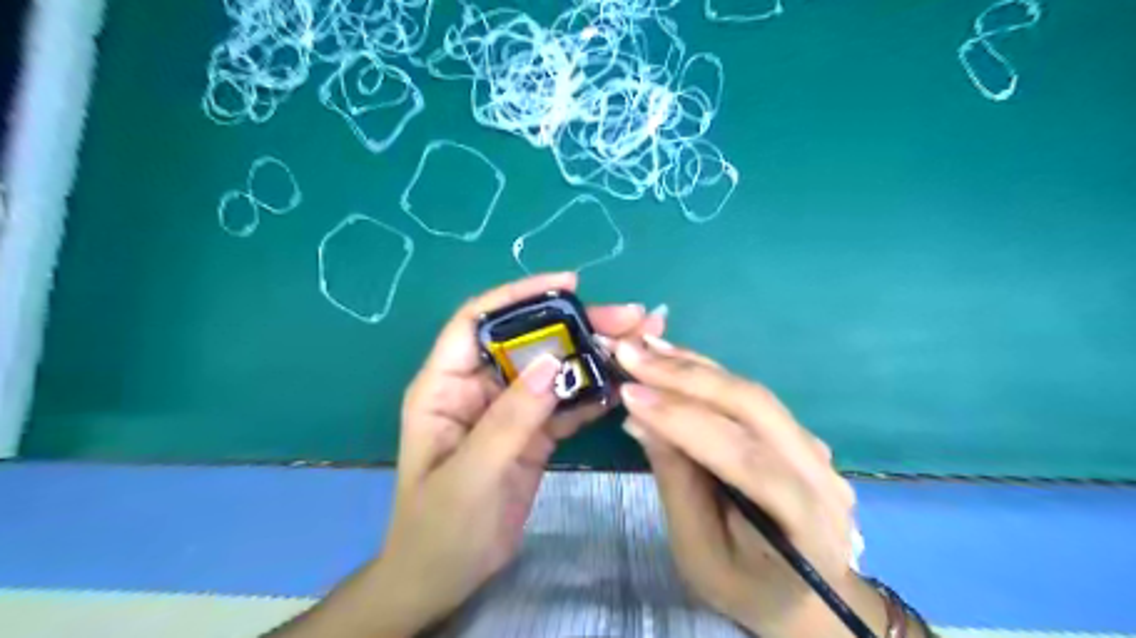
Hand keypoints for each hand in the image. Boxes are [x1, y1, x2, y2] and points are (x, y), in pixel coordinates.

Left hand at [376, 271, 668, 634]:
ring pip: (553, 370)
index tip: (568, 285)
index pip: (479, 321)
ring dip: (593, 356)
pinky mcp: (532, 433)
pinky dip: (592, 394)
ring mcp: (509, 410)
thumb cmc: (439, 528)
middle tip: (630, 317)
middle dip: (576, 325)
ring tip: (640, 343)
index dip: (520, 295)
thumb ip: (510, 418)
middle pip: (529, 341)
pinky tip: (623, 385)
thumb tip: (553, 360)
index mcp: (446, 386)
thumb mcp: (471, 473)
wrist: (444, 579)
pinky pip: (565, 404)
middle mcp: (479, 388)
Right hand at [612, 340, 875, 637]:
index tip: (630, 395)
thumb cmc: (743, 586)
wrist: (799, 594)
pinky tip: (671, 358)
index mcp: (807, 526)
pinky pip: (749, 395)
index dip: (686, 422)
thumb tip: (641, 419)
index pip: (747, 461)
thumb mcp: (698, 552)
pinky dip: (705, 374)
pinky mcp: (796, 432)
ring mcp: (814, 449)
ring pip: (751, 392)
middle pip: (755, 409)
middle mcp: (822, 476)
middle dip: (686, 378)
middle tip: (629, 355)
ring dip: (692, 367)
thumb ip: (676, 483)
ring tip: (643, 349)